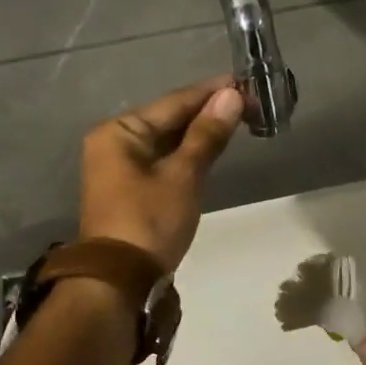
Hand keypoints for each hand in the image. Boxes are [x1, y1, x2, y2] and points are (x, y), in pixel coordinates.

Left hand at [79, 78, 244, 269]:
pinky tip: (213, 146)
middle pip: (169, 119)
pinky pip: (164, 159)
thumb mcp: (183, 176)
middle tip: (250, 103)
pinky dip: (189, 153)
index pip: (174, 102)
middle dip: (208, 112)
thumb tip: (231, 95)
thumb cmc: (149, 221)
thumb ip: (207, 134)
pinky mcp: (131, 188)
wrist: (119, 282)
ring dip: (201, 132)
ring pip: (168, 140)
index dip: (211, 92)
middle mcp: (115, 142)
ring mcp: (121, 167)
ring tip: (239, 119)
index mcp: (120, 132)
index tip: (245, 82)